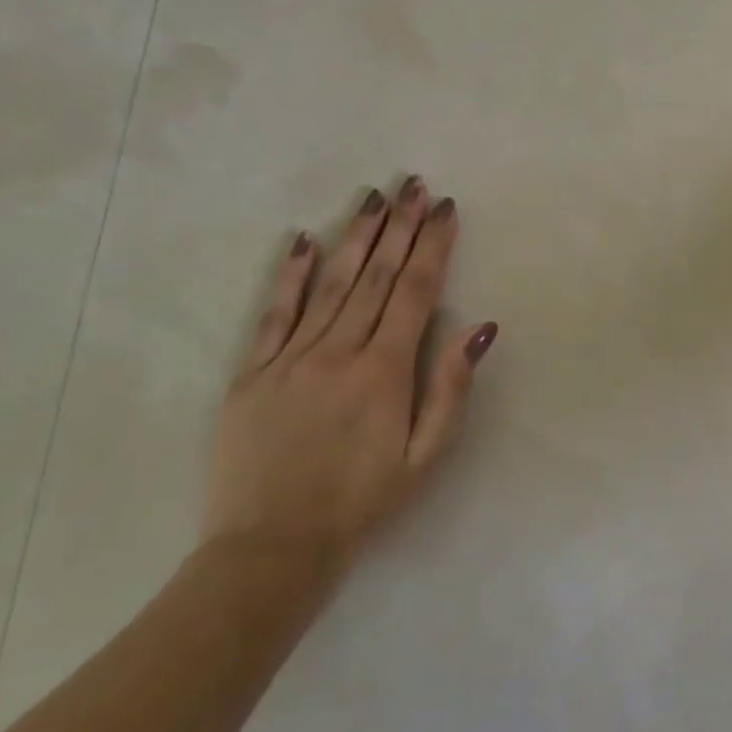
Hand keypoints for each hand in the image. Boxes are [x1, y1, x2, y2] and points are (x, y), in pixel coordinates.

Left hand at [204, 178, 497, 563]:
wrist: (273, 546)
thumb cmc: (363, 501)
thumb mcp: (426, 456)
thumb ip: (451, 388)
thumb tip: (479, 328)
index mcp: (385, 371)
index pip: (416, 292)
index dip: (433, 246)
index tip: (445, 209)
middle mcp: (338, 351)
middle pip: (376, 276)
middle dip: (399, 226)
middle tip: (413, 184)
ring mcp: (290, 357)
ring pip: (330, 284)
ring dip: (356, 237)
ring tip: (374, 198)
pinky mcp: (252, 372)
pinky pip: (274, 313)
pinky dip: (290, 275)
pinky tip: (303, 241)